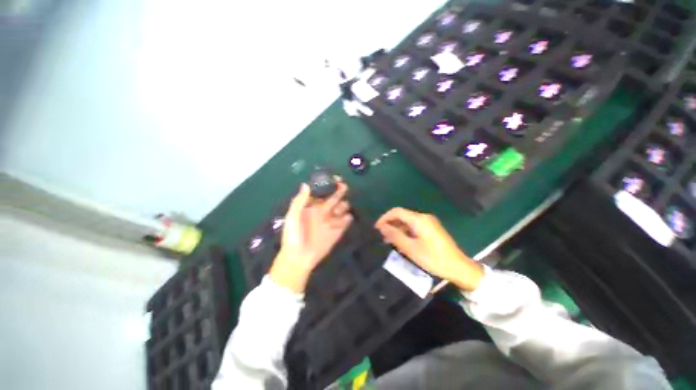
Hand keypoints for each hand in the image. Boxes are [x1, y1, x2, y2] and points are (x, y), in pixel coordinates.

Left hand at [269, 181, 352, 292]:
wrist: (298, 258)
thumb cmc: (293, 236)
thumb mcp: (292, 217)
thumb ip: (299, 201)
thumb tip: (306, 184)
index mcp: (312, 207)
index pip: (323, 193)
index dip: (329, 186)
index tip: (334, 179)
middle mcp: (323, 212)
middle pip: (335, 198)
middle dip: (340, 191)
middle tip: (344, 187)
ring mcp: (331, 221)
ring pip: (342, 209)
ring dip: (344, 206)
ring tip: (341, 208)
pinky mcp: (337, 232)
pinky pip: (345, 222)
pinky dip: (348, 219)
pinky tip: (346, 218)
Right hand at [375, 207, 483, 290]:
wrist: (459, 267)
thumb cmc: (433, 258)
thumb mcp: (411, 248)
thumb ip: (395, 235)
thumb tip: (381, 227)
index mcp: (419, 219)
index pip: (397, 212)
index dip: (385, 218)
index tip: (376, 228)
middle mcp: (424, 217)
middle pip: (402, 215)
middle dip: (390, 224)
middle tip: (382, 236)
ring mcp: (429, 223)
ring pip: (408, 221)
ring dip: (397, 229)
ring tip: (389, 241)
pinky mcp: (432, 229)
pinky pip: (414, 226)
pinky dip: (405, 232)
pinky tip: (401, 242)